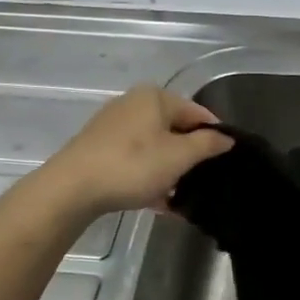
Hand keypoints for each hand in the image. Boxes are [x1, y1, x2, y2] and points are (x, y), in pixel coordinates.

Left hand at [43, 86, 232, 218]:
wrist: (71, 188)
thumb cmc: (133, 165)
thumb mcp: (179, 156)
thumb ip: (208, 144)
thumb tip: (227, 138)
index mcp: (155, 97)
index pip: (198, 113)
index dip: (215, 136)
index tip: (225, 162)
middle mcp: (133, 103)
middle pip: (175, 129)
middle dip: (190, 156)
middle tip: (202, 182)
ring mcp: (113, 126)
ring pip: (155, 147)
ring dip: (170, 170)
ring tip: (180, 197)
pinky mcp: (99, 148)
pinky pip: (135, 160)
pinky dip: (149, 176)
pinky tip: (158, 202)